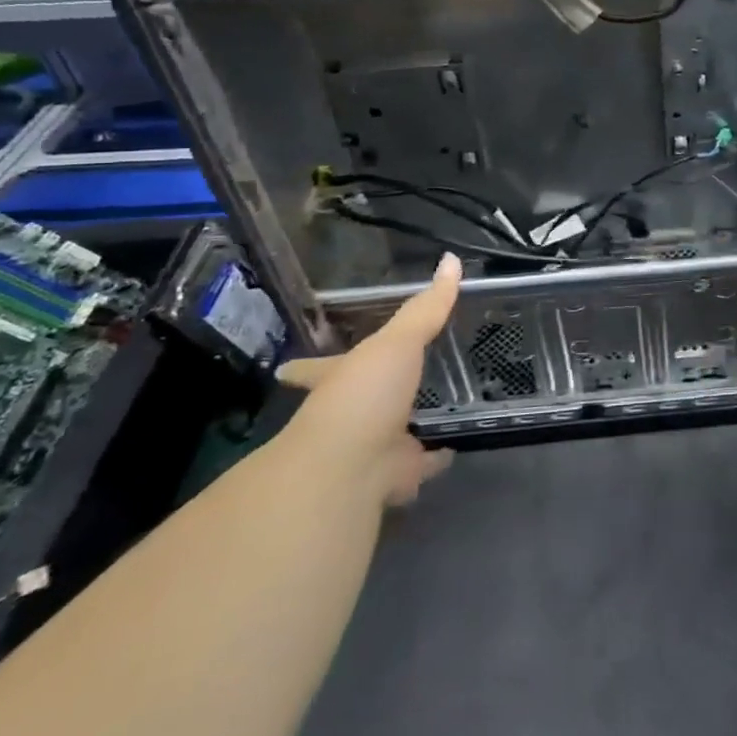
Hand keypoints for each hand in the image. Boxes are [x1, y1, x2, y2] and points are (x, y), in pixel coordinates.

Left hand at [275, 252, 461, 506]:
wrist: (348, 469)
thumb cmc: (363, 396)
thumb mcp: (397, 342)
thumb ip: (425, 308)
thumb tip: (451, 259)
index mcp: (337, 382)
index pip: (315, 369)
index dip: (304, 367)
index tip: (285, 369)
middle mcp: (347, 417)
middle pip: (354, 405)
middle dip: (365, 399)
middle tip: (383, 388)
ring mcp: (369, 449)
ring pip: (387, 435)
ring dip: (403, 429)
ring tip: (427, 415)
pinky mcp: (393, 476)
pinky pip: (418, 465)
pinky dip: (432, 460)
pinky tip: (451, 450)